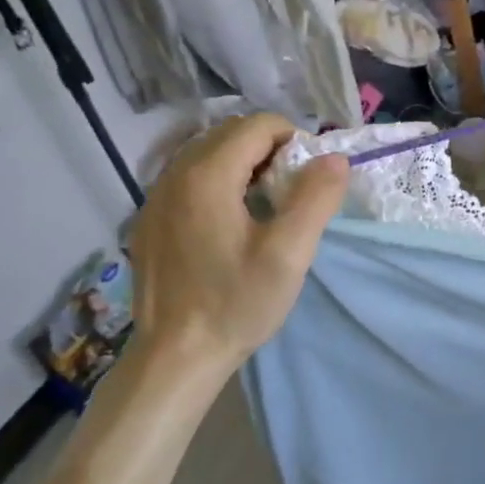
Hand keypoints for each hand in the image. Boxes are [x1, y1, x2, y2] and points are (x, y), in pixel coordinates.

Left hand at [128, 114, 347, 380]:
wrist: (175, 358)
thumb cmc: (236, 303)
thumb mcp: (289, 253)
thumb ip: (316, 198)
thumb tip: (334, 158)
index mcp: (207, 176)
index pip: (258, 125)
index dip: (294, 141)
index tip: (310, 179)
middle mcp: (174, 176)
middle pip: (231, 134)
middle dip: (270, 150)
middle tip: (292, 193)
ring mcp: (155, 198)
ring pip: (208, 155)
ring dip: (244, 165)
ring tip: (265, 207)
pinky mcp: (150, 222)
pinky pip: (190, 180)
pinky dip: (219, 184)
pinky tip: (231, 226)